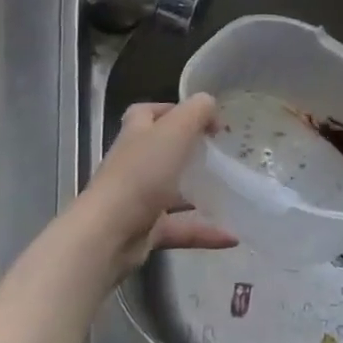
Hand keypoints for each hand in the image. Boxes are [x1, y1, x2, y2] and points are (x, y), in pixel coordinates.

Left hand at [79, 96, 236, 272]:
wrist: (110, 234)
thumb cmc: (142, 174)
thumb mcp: (175, 130)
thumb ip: (197, 111)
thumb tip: (210, 105)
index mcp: (137, 134)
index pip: (148, 113)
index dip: (171, 110)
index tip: (203, 118)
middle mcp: (134, 163)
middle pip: (161, 151)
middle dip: (190, 152)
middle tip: (221, 154)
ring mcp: (138, 198)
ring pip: (173, 191)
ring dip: (200, 193)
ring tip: (232, 193)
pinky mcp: (146, 230)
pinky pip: (181, 228)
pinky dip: (205, 232)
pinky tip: (232, 236)